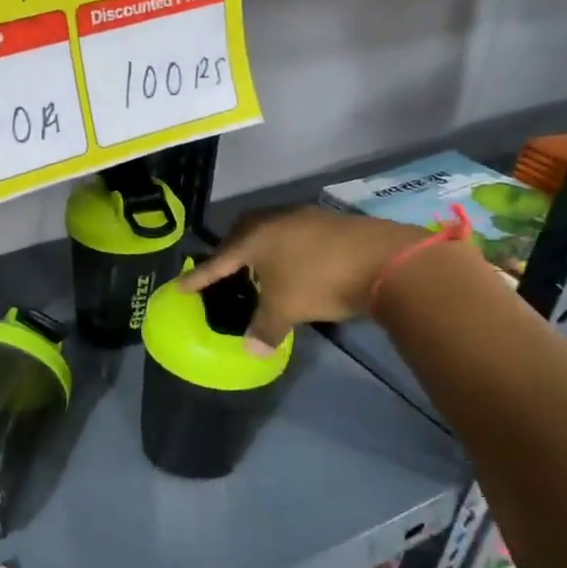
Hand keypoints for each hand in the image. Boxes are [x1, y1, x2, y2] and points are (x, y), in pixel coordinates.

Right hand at [182, 206, 427, 350]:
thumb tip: (251, 350)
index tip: (181, 285)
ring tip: (260, 269)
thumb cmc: (320, 282)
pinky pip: (294, 233)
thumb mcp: (286, 310)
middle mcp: (275, 220)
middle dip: (230, 251)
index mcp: (254, 238)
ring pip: (271, 230)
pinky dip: (286, 249)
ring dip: (261, 248)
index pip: (218, 261)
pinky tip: (295, 265)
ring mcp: (305, 217)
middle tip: (224, 269)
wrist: (385, 261)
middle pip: (242, 232)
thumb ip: (264, 329)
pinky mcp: (331, 222)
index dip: (199, 277)